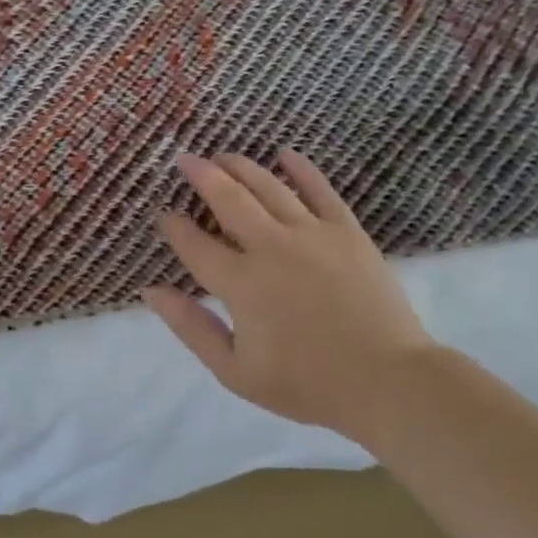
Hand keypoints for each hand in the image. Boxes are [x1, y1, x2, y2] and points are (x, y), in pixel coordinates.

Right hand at [145, 151, 439, 444]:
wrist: (387, 382)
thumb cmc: (306, 384)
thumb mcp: (234, 370)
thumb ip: (190, 327)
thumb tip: (150, 291)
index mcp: (241, 284)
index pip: (195, 244)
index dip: (174, 227)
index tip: (163, 216)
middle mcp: (271, 248)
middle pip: (229, 200)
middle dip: (202, 176)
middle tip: (184, 159)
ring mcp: (312, 235)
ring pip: (269, 187)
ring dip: (241, 167)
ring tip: (223, 155)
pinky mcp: (347, 232)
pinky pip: (321, 191)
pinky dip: (301, 169)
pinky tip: (285, 154)